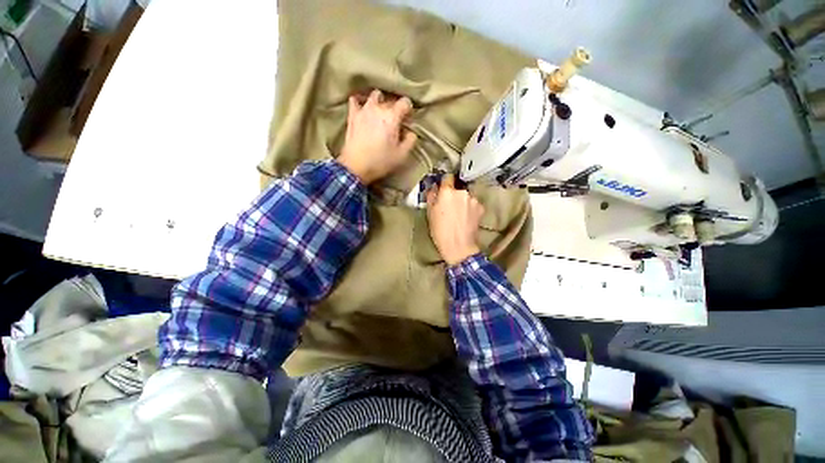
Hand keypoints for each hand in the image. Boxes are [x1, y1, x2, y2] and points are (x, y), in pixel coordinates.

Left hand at [338, 89, 417, 184]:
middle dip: (396, 108)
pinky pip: (355, 100)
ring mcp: (364, 109)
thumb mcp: (402, 155)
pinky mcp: (352, 115)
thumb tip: (410, 132)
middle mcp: (378, 108)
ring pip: (375, 95)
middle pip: (391, 100)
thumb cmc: (381, 161)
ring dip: (380, 101)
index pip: (405, 102)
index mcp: (392, 117)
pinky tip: (363, 107)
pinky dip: (360, 101)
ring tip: (381, 112)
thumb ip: (410, 140)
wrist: (356, 166)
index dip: (409, 109)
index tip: (408, 119)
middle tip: (397, 121)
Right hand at [427, 174, 484, 265]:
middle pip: (457, 188)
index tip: (443, 187)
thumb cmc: (440, 231)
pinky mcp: (481, 208)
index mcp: (447, 192)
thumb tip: (434, 187)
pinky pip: (473, 203)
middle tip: (449, 206)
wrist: (458, 246)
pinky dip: (470, 208)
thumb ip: (431, 196)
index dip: (444, 181)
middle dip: (453, 194)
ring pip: (466, 196)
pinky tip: (466, 218)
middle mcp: (462, 192)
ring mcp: (473, 200)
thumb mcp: (430, 214)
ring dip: (463, 201)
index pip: (447, 177)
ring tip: (459, 214)